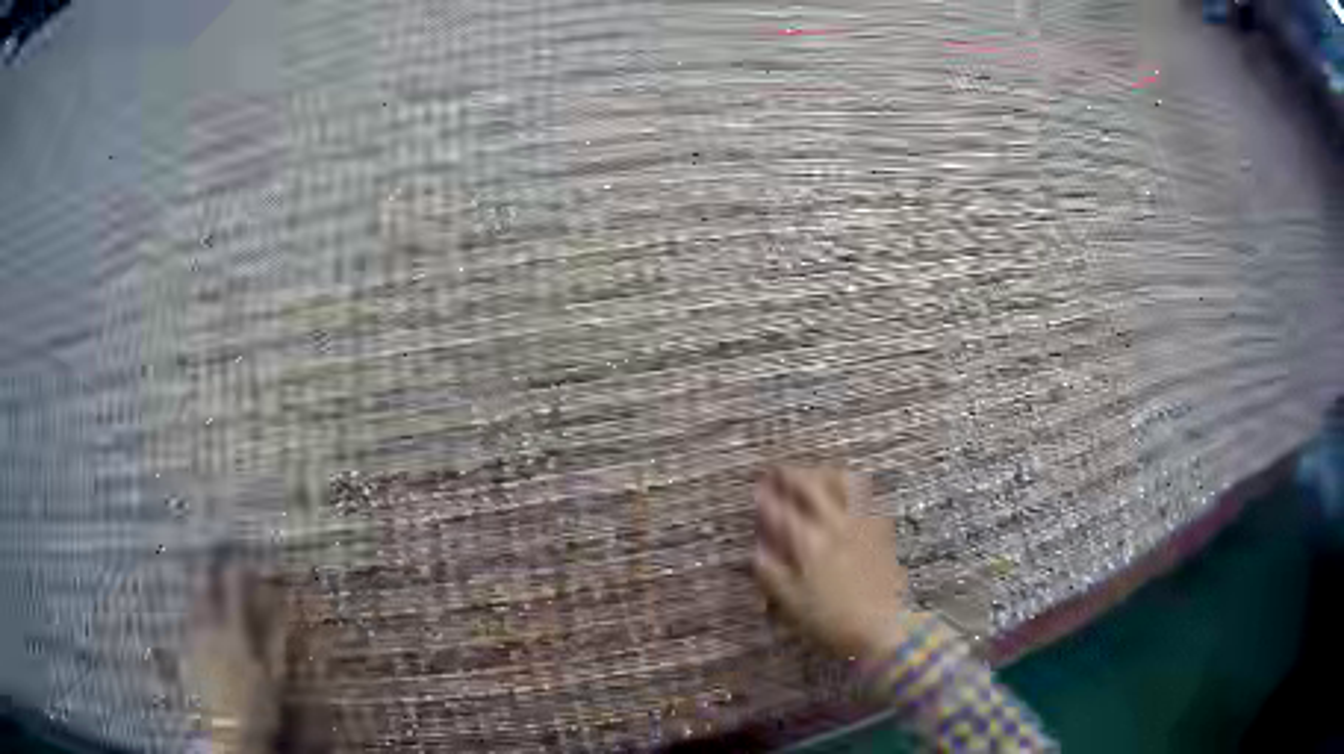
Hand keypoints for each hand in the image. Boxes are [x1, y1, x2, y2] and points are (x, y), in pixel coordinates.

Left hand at [185, 552, 286, 753]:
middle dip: (212, 572)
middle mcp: (208, 626)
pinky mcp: (183, 653)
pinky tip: (199, 627)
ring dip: (200, 592)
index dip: (242, 571)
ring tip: (208, 593)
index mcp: (233, 629)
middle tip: (221, 570)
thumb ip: (274, 639)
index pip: (234, 585)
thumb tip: (278, 609)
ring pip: (191, 601)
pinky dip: (193, 617)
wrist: (227, 733)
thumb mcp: (274, 676)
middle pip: (204, 584)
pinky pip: (186, 624)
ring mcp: (192, 639)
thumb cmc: (258, 707)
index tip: (249, 567)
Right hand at [752, 466, 913, 659]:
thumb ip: (770, 570)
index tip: (757, 490)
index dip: (765, 497)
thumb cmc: (828, 619)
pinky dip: (851, 486)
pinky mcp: (880, 528)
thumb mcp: (788, 601)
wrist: (879, 626)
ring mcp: (860, 523)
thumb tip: (757, 546)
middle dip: (789, 475)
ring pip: (841, 482)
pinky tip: (845, 492)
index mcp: (807, 542)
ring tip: (811, 475)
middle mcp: (833, 524)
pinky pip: (866, 495)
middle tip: (776, 472)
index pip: (780, 510)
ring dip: (822, 473)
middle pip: (810, 485)